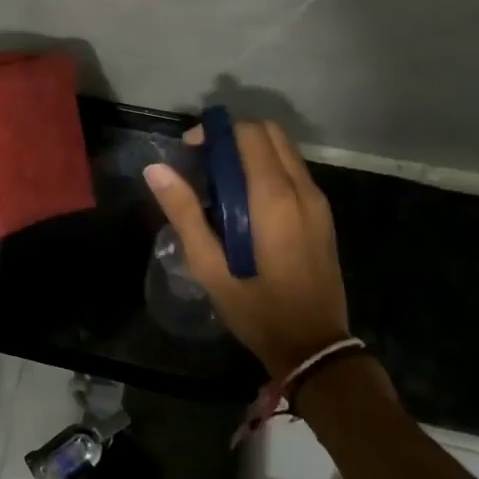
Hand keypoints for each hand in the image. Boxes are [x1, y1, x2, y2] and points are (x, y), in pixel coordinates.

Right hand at [143, 119, 349, 377]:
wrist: (315, 348)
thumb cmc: (258, 310)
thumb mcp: (210, 267)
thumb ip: (183, 213)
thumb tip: (155, 169)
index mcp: (274, 198)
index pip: (249, 134)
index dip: (216, 130)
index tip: (190, 148)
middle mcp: (302, 189)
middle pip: (270, 132)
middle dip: (235, 133)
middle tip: (204, 159)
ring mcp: (318, 201)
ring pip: (285, 149)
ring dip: (252, 149)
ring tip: (220, 178)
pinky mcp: (323, 214)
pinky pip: (294, 170)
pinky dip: (268, 166)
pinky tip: (245, 198)